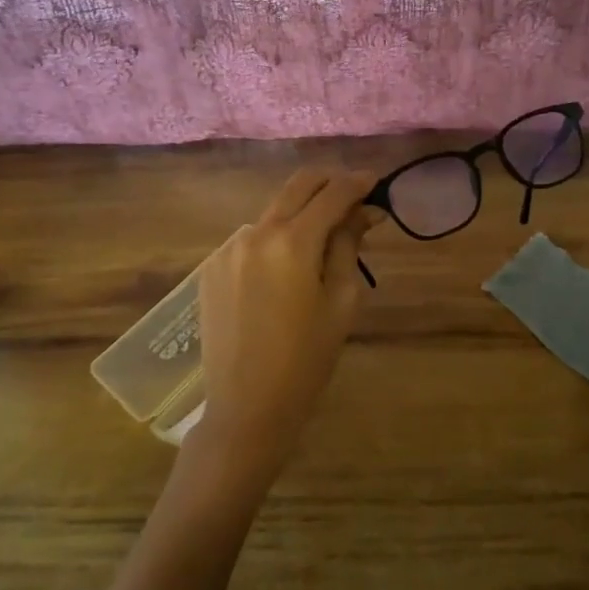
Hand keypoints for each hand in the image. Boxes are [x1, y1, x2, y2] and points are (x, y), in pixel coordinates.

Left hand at [191, 168, 377, 485]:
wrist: (246, 407)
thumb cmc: (307, 359)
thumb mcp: (342, 301)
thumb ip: (349, 245)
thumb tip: (364, 211)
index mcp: (293, 242)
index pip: (333, 193)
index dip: (358, 182)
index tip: (377, 182)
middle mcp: (256, 233)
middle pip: (298, 185)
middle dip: (330, 183)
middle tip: (354, 198)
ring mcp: (228, 249)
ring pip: (274, 212)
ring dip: (301, 214)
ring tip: (321, 244)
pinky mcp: (211, 267)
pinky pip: (252, 239)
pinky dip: (275, 240)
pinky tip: (285, 271)